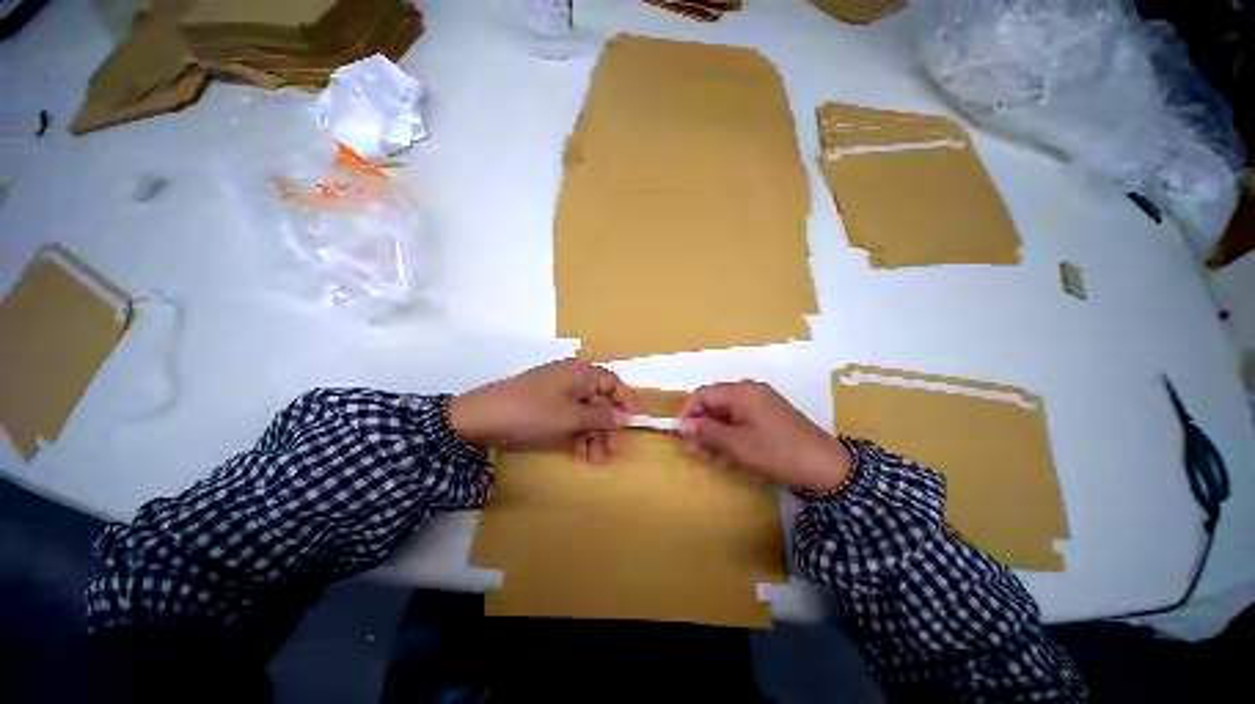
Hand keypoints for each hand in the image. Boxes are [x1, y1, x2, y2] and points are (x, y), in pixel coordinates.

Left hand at [449, 359, 632, 461]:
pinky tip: (581, 452)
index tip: (633, 423)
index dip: (625, 402)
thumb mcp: (571, 417)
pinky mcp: (546, 405)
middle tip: (611, 451)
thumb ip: (601, 418)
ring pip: (585, 412)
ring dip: (593, 434)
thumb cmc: (533, 412)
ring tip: (596, 458)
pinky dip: (577, 433)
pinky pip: (569, 417)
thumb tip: (624, 418)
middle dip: (607, 426)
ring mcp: (557, 392)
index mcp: (581, 373)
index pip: (613, 383)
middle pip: (599, 400)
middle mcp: (572, 378)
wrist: (481, 418)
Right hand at [679, 381, 850, 491]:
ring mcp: (760, 406)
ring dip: (715, 435)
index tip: (682, 434)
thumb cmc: (778, 452)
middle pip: (714, 404)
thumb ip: (707, 432)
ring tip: (711, 458)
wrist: (827, 468)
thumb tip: (683, 424)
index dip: (689, 413)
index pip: (703, 395)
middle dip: (702, 427)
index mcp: (741, 392)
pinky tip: (728, 456)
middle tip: (696, 450)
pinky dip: (730, 437)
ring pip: (726, 416)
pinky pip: (740, 423)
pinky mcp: (767, 419)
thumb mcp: (738, 444)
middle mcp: (749, 393)